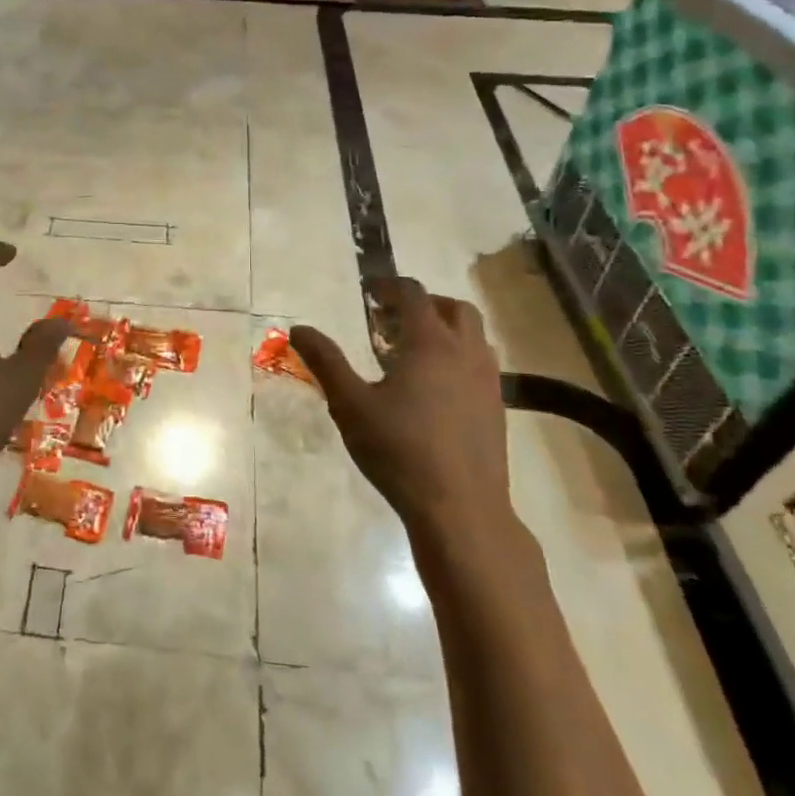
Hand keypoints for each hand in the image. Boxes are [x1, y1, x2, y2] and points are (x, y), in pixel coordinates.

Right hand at [290, 278, 509, 527]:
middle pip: (453, 308)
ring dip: (445, 328)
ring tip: (413, 349)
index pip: (413, 295)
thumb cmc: (400, 451)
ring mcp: (487, 380)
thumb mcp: (350, 405)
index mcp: (430, 343)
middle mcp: (465, 352)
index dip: (389, 286)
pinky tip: (435, 386)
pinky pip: (480, 363)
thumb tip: (298, 328)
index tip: (368, 291)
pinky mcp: (496, 407)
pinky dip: (458, 356)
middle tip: (391, 318)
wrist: (461, 509)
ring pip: (473, 335)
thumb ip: (325, 362)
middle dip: (423, 303)